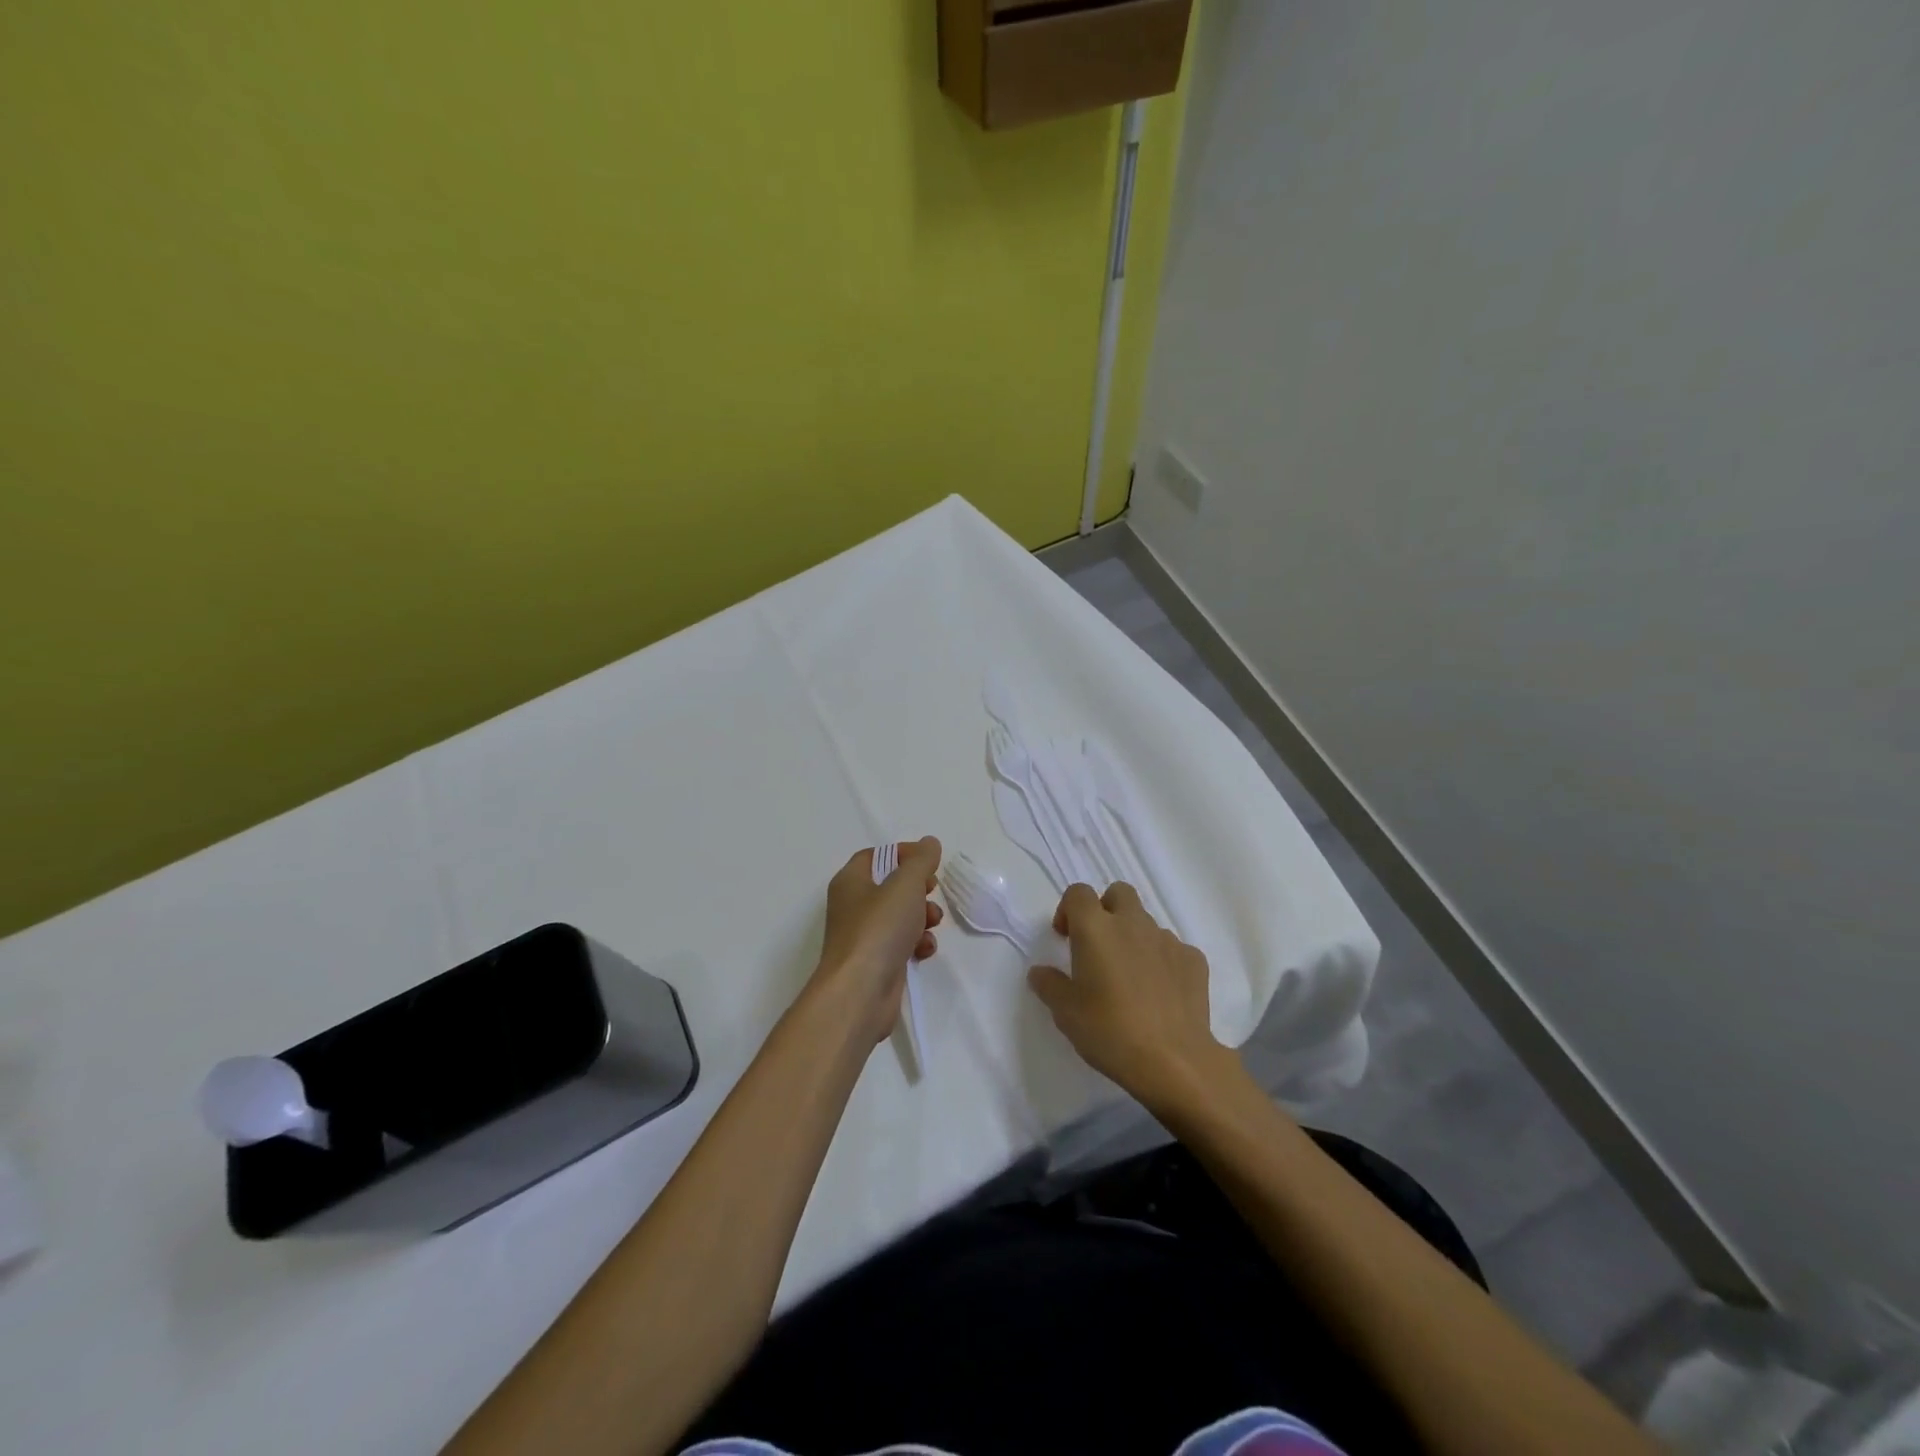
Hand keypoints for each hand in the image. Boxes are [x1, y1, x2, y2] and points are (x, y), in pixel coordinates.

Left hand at [810, 837, 943, 1046]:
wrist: (860, 992)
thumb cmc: (879, 928)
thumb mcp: (905, 884)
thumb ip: (920, 860)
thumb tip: (929, 843)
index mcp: (851, 881)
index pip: (876, 856)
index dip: (903, 854)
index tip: (929, 861)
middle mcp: (853, 906)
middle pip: (891, 886)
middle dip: (918, 888)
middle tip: (932, 890)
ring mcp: (864, 936)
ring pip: (900, 916)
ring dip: (922, 917)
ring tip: (932, 923)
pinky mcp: (877, 962)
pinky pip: (901, 943)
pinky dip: (917, 943)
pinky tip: (924, 950)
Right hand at [1028, 881, 1234, 1109]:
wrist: (1174, 1061)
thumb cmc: (1110, 1031)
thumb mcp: (1066, 1013)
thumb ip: (1049, 985)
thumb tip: (1040, 972)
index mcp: (1095, 928)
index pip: (1078, 893)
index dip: (1068, 910)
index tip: (1065, 938)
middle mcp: (1132, 923)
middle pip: (1118, 893)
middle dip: (1106, 910)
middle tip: (1099, 946)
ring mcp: (1167, 939)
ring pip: (1146, 922)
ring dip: (1134, 938)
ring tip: (1130, 978)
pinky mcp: (1194, 960)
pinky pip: (1172, 949)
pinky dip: (1162, 961)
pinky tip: (1160, 992)